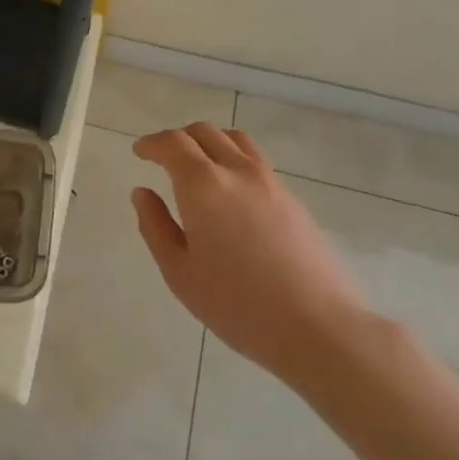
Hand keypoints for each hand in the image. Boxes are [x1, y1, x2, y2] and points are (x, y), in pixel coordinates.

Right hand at [132, 124, 370, 383]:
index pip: (173, 143)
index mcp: (203, 185)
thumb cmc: (238, 305)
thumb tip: (142, 193)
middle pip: (204, 132)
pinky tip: (230, 193)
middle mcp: (237, 171)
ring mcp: (270, 182)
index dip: (152, 143)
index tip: (139, 152)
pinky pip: (255, 161)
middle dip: (178, 139)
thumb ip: (155, 227)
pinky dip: (233, 160)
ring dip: (209, 142)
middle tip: (163, 158)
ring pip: (235, 140)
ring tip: (198, 166)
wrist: (319, 327)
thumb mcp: (180, 273)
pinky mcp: (292, 199)